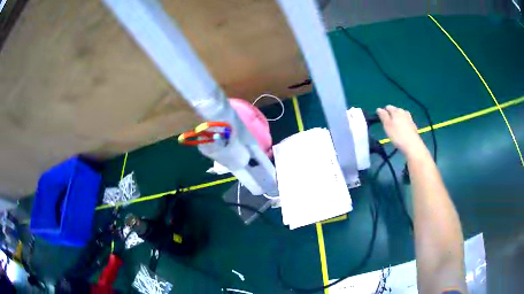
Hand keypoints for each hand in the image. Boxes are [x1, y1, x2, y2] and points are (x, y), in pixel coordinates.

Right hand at [377, 105, 427, 157]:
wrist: (412, 145)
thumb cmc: (397, 136)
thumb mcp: (387, 126)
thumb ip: (383, 116)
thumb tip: (379, 108)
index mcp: (396, 112)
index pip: (388, 107)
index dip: (384, 111)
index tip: (382, 119)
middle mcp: (403, 113)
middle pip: (396, 109)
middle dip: (392, 114)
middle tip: (389, 123)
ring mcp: (410, 119)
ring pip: (403, 114)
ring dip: (399, 117)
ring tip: (397, 124)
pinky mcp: (414, 126)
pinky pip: (408, 120)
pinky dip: (405, 122)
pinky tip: (404, 128)